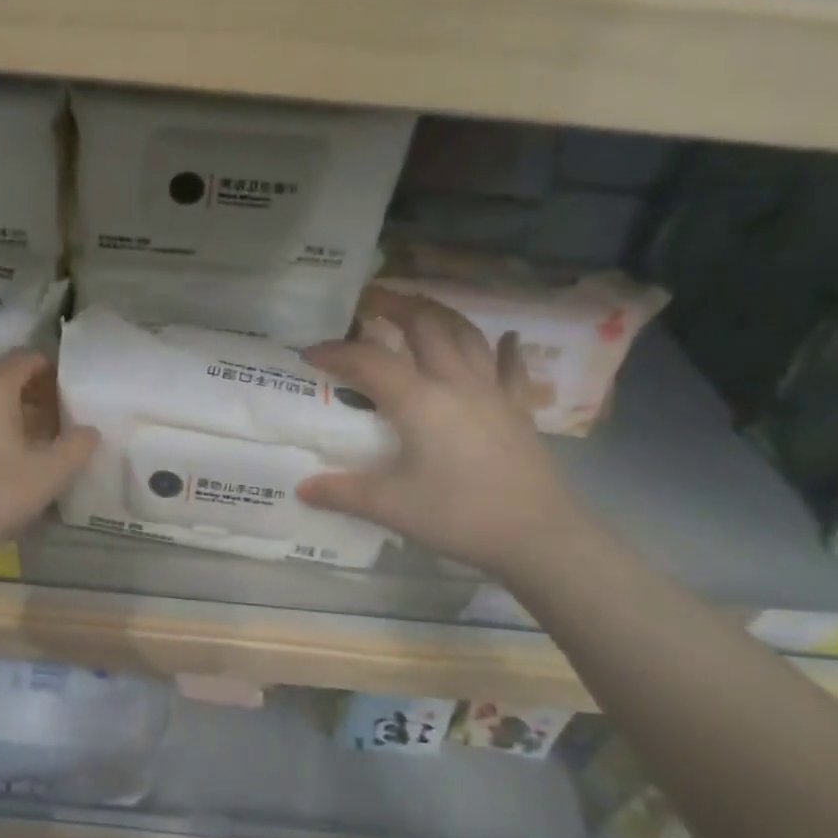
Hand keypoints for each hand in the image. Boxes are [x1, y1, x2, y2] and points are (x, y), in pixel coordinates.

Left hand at [0, 350, 98, 559]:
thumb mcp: (48, 473)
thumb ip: (77, 447)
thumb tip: (89, 431)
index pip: (28, 357)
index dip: (56, 371)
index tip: (75, 395)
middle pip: (6, 374)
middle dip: (37, 391)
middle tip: (63, 418)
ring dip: (16, 409)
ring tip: (41, 438)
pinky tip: (9, 455)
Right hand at [297, 291, 582, 576]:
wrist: (536, 535)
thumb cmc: (458, 515)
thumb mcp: (391, 506)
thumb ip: (343, 493)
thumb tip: (301, 488)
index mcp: (419, 401)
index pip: (369, 361)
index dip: (336, 352)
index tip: (309, 353)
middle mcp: (455, 383)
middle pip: (425, 326)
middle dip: (395, 307)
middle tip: (370, 302)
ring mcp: (492, 392)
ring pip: (466, 335)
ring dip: (440, 315)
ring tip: (419, 309)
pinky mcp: (517, 410)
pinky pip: (510, 367)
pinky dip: (504, 348)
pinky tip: (505, 337)